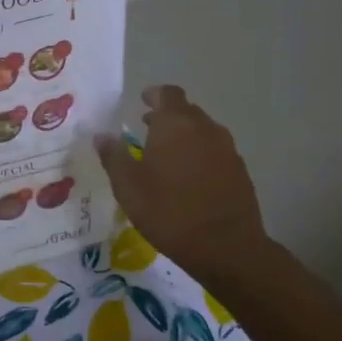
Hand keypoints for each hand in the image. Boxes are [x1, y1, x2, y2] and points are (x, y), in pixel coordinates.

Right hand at [95, 85, 269, 284]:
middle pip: (186, 111)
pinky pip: (215, 152)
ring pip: (202, 132)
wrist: (225, 246)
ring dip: (184, 137)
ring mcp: (226, 149)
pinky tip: (189, 178)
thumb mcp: (128, 187)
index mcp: (175, 124)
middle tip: (147, 130)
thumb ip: (113, 156)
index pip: (167, 94)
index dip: (154, 95)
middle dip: (166, 117)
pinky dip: (200, 155)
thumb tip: (101, 135)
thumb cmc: (168, 211)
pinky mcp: (239, 170)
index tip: (142, 101)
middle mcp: (204, 128)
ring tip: (166, 156)